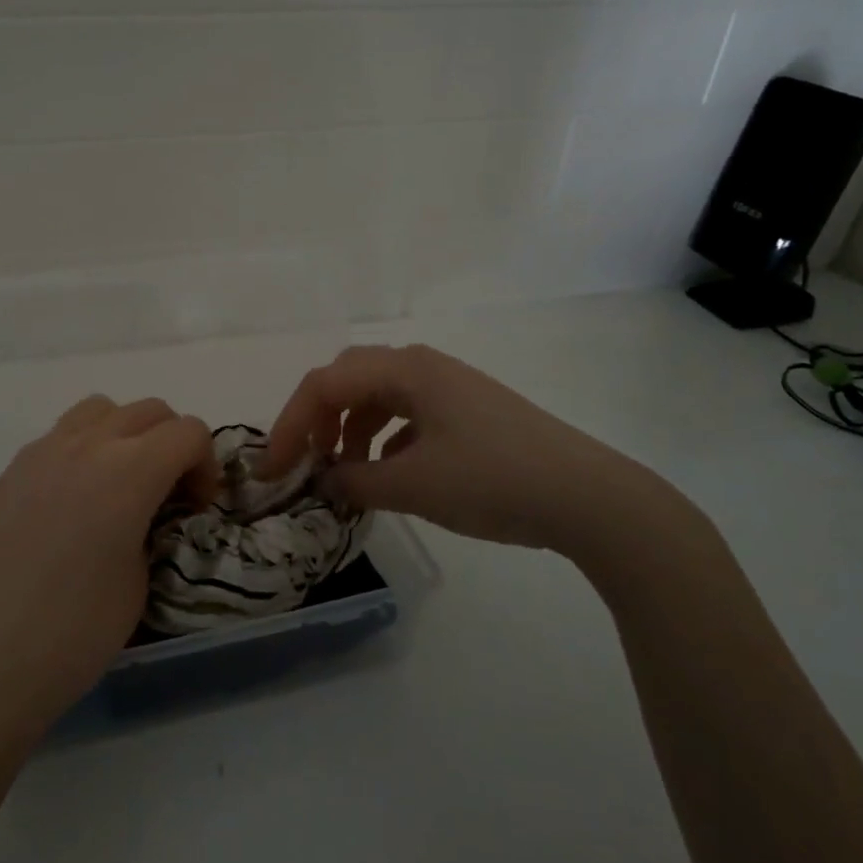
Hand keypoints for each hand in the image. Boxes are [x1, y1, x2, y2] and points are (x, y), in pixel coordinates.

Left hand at [0, 395, 215, 735]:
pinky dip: (83, 451)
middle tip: (168, 493)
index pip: (188, 432)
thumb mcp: (141, 582)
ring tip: (119, 483)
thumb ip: (152, 527)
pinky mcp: (10, 472)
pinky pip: (60, 437)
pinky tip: (71, 503)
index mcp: (129, 471)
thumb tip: (143, 515)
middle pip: (149, 411)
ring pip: (100, 410)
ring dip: (125, 434)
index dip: (205, 464)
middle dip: (172, 443)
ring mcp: (42, 453)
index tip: (196, 506)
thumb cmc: (74, 632)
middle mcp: (86, 445)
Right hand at [261, 344, 702, 560]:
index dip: (290, 424)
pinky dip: (384, 438)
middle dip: (318, 418)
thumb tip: (324, 481)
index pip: (325, 385)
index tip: (274, 470)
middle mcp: (423, 366)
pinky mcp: (467, 410)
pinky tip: (389, 472)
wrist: (588, 496)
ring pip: (378, 395)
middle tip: (306, 461)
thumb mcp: (413, 485)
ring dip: (350, 429)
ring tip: (345, 472)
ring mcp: (449, 386)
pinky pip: (407, 413)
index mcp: (405, 370)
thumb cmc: (493, 480)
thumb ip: (355, 481)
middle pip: (348, 379)